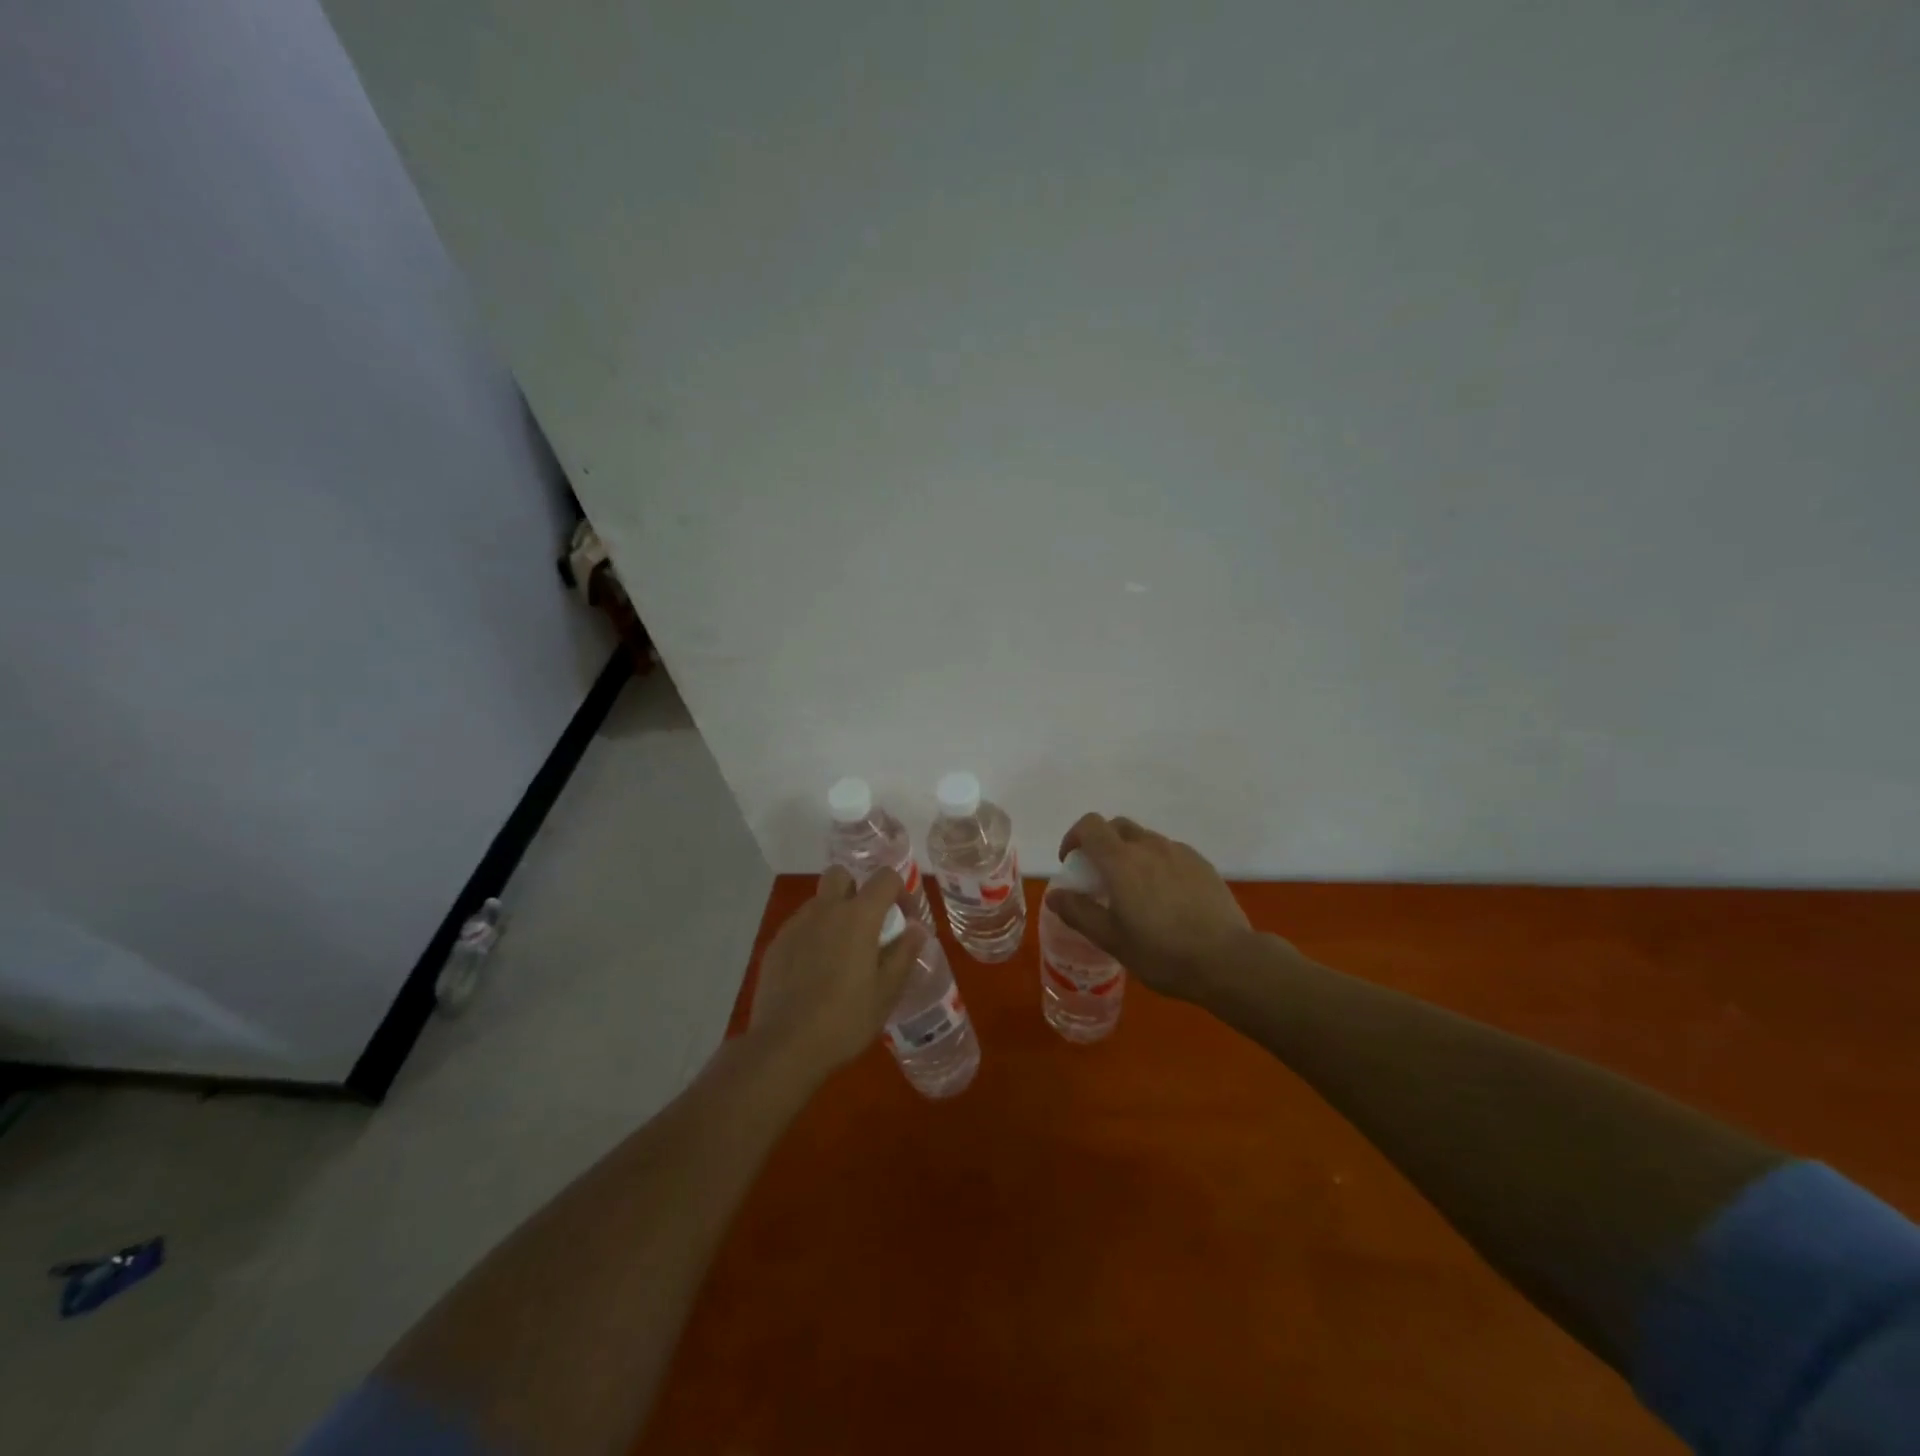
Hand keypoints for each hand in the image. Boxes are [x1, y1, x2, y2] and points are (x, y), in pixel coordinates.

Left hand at [749, 867, 922, 1073]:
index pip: (885, 878)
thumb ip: (904, 953)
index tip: (904, 920)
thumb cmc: (845, 1019)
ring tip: (840, 954)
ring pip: (818, 902)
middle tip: (866, 926)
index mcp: (858, 916)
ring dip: (833, 915)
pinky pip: (799, 926)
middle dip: (856, 890)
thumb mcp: (886, 991)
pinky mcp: (776, 945)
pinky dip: (812, 936)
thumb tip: (916, 928)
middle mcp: (825, 910)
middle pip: (841, 876)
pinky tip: (814, 971)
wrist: (785, 1046)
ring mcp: (796, 925)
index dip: (900, 891)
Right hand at [1047, 814, 1257, 1001]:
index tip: (1072, 863)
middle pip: (1117, 827)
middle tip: (1100, 877)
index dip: (1074, 837)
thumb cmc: (1162, 952)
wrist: (1228, 960)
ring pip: (1145, 840)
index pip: (1090, 825)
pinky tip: (1166, 898)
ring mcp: (1180, 852)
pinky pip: (1170, 853)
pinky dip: (1157, 864)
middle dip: (1102, 843)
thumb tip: (1055, 895)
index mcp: (1121, 860)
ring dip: (1131, 854)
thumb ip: (1079, 912)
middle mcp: (1150, 846)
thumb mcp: (1112, 940)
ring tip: (1135, 891)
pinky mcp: (1202, 864)